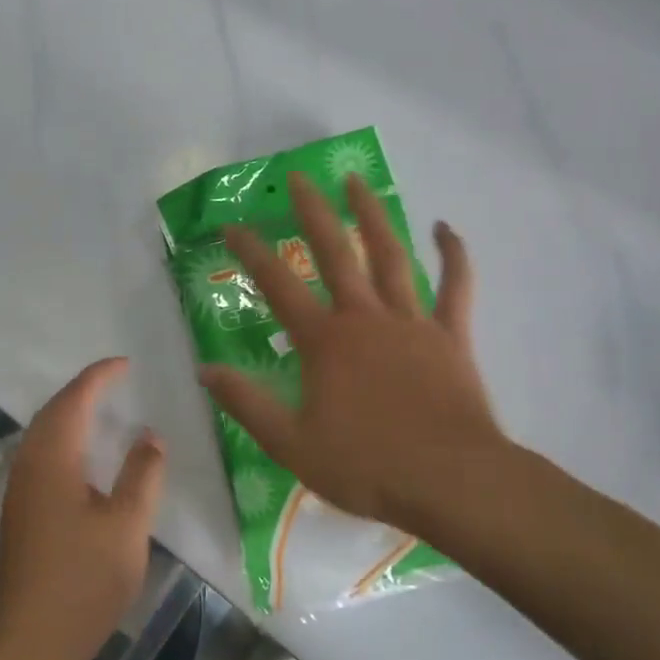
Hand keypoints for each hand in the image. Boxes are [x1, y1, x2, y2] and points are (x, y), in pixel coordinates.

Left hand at [0, 359, 165, 659]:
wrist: (32, 645)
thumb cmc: (84, 581)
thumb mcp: (127, 525)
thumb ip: (142, 474)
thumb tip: (150, 434)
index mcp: (53, 459)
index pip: (75, 399)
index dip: (99, 376)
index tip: (125, 363)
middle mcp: (28, 465)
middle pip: (53, 411)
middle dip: (82, 390)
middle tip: (115, 380)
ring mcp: (19, 491)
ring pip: (42, 434)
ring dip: (69, 414)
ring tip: (102, 409)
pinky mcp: (19, 513)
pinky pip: (40, 455)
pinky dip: (63, 439)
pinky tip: (82, 458)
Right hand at [199, 172, 508, 535]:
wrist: (451, 481)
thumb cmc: (367, 466)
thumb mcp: (291, 443)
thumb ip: (247, 404)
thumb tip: (205, 371)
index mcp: (324, 342)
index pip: (277, 286)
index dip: (251, 253)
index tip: (231, 226)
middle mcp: (364, 318)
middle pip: (335, 253)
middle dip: (313, 212)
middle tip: (300, 177)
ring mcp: (411, 322)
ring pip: (390, 256)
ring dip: (372, 216)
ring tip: (357, 181)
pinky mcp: (449, 336)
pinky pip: (455, 287)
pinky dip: (453, 254)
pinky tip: (445, 227)